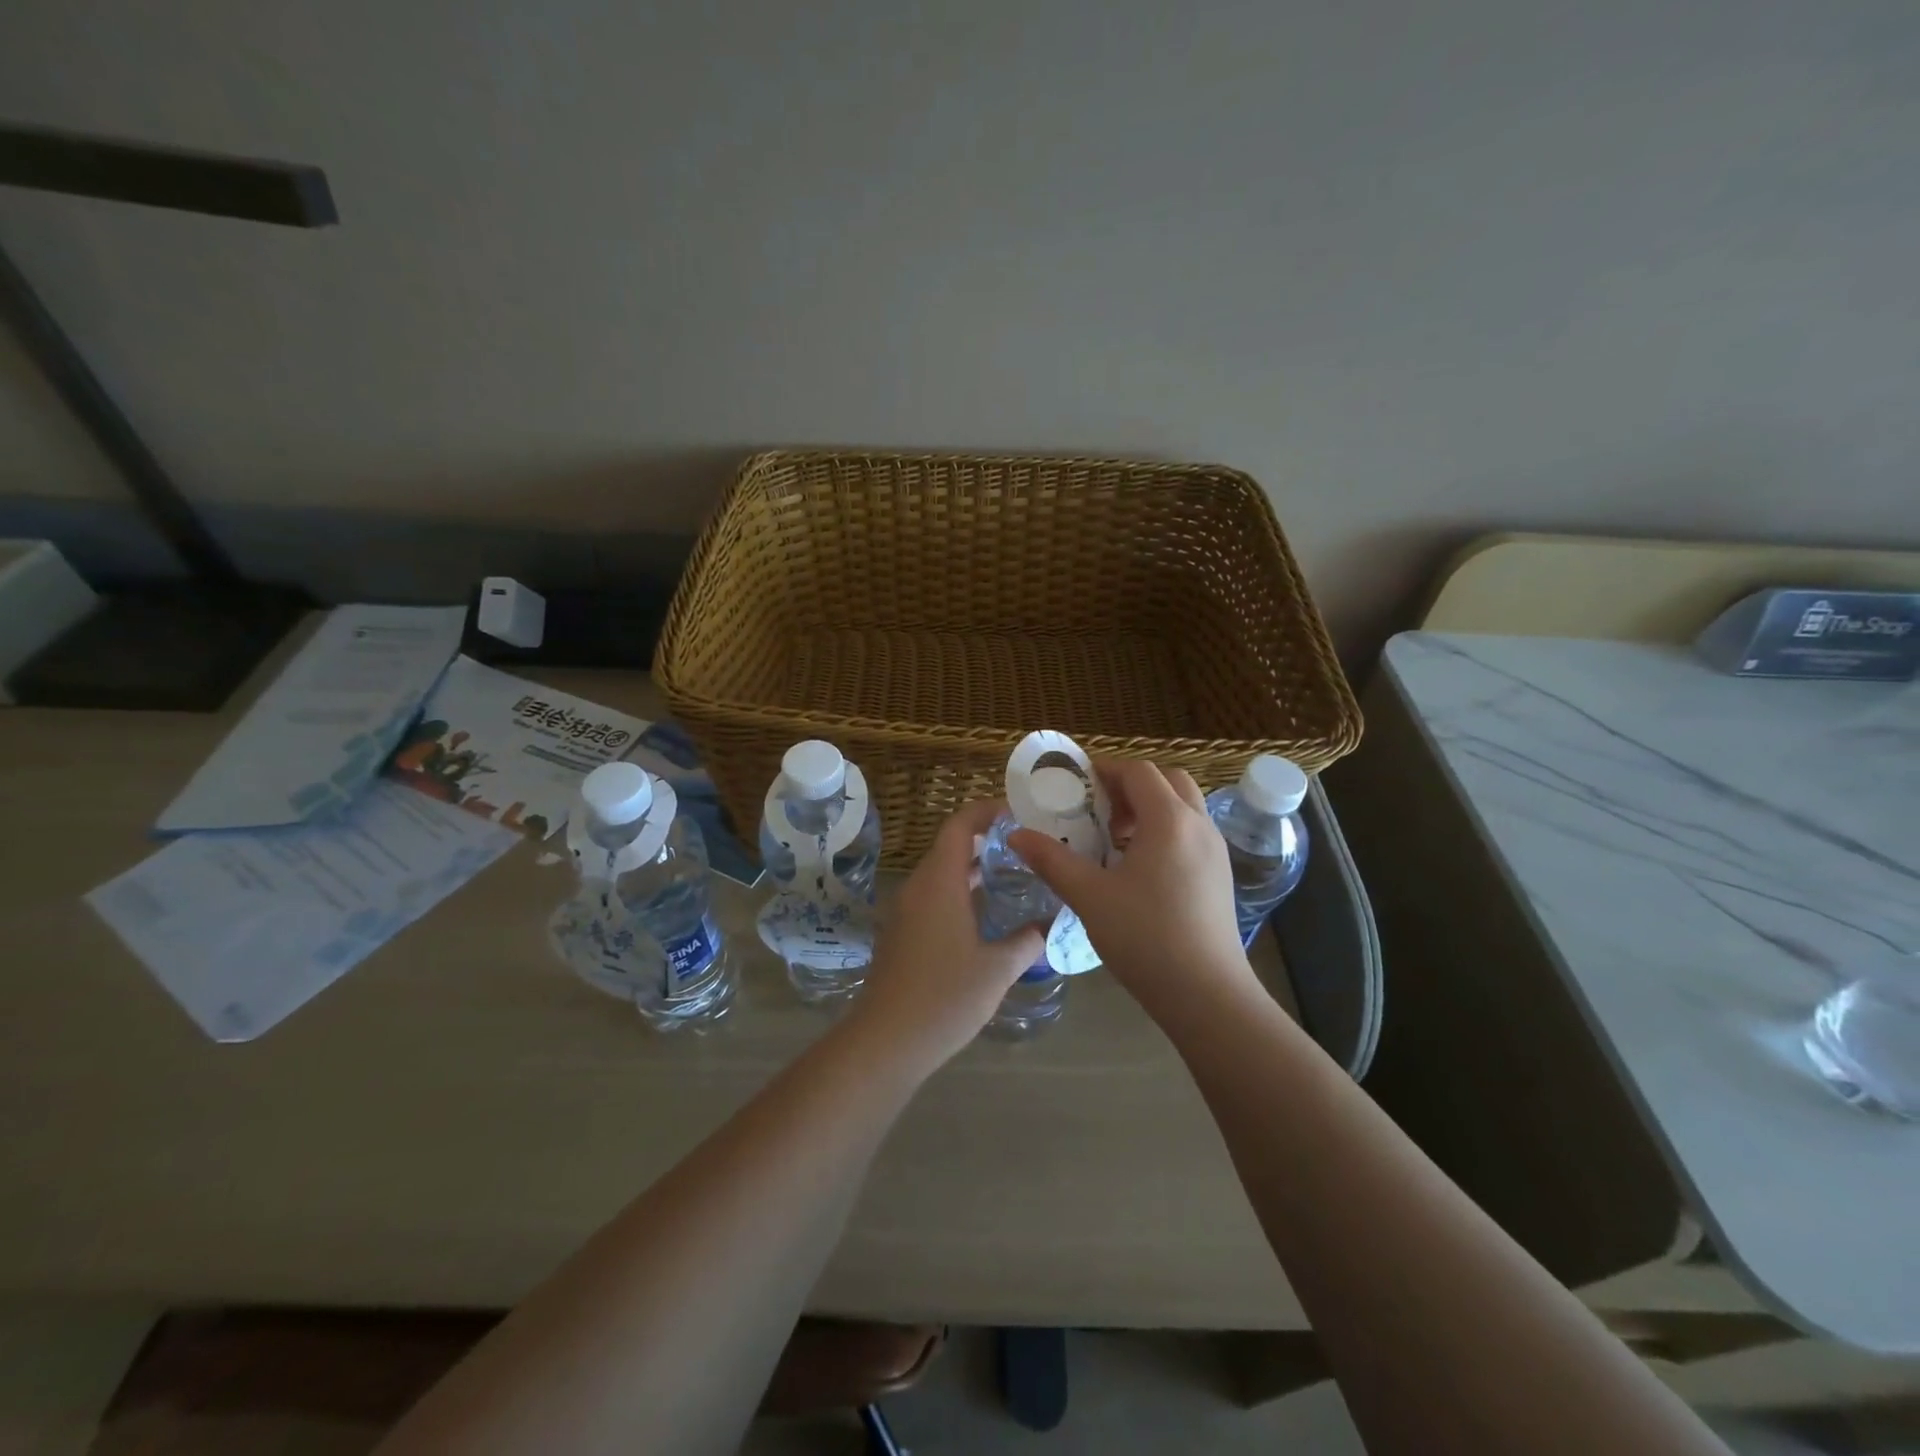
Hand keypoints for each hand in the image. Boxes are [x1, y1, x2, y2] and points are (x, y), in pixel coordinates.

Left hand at [852, 800, 1045, 1066]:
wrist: (885, 1041)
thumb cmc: (945, 997)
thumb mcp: (998, 969)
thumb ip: (1027, 940)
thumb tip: (1050, 922)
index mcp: (940, 882)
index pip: (960, 825)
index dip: (987, 811)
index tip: (1020, 813)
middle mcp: (919, 887)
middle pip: (951, 845)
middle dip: (987, 839)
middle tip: (1027, 846)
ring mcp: (906, 910)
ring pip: (942, 872)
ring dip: (974, 868)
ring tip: (1014, 874)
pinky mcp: (902, 933)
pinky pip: (934, 896)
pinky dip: (961, 891)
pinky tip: (986, 913)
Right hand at [1011, 760, 1254, 1018]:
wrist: (1207, 994)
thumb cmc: (1146, 937)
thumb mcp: (1089, 896)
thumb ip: (1051, 860)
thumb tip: (1016, 835)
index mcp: (1169, 820)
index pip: (1139, 771)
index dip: (1106, 770)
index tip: (1076, 786)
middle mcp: (1199, 825)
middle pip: (1168, 780)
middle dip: (1131, 786)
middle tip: (1099, 810)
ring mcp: (1216, 851)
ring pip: (1184, 807)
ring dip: (1150, 809)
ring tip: (1115, 841)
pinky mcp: (1221, 876)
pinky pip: (1192, 833)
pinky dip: (1166, 832)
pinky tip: (1140, 870)